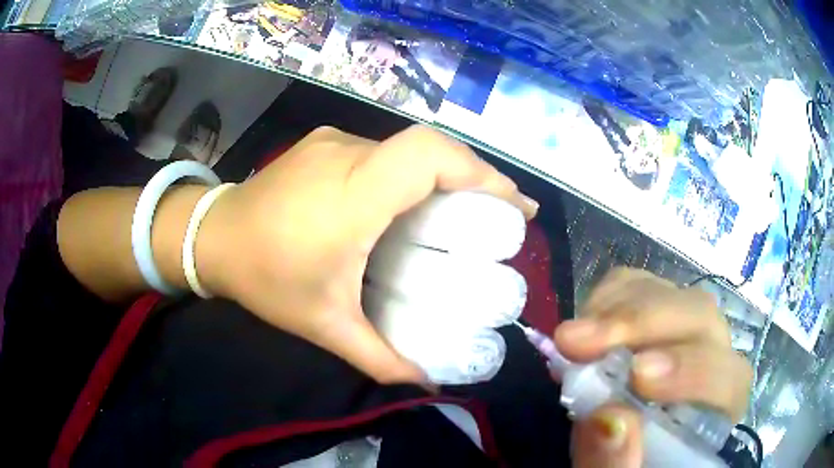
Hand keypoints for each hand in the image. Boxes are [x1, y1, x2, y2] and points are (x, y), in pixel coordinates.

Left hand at [198, 125, 537, 383]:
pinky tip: (410, 200)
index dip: (481, 174)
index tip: (514, 207)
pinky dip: (412, 171)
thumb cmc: (264, 278)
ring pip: (407, 148)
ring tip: (465, 210)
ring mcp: (333, 141)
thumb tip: (426, 386)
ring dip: (444, 173)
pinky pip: (383, 150)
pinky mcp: (324, 142)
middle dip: (477, 176)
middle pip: (430, 147)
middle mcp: (347, 154)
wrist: (210, 236)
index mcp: (353, 195)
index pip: (430, 157)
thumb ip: (378, 359)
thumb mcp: (323, 325)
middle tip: (503, 214)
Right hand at [553, 268, 751, 467]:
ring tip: (572, 339)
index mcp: (716, 410)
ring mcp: (682, 330)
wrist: (615, 443)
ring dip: (618, 309)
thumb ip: (614, 465)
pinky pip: (640, 285)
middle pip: (699, 318)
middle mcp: (711, 359)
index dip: (691, 370)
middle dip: (641, 324)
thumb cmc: (625, 464)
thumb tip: (608, 420)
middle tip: (579, 342)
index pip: (727, 378)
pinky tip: (585, 324)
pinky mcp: (653, 314)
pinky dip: (609, 297)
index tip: (637, 377)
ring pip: (670, 294)